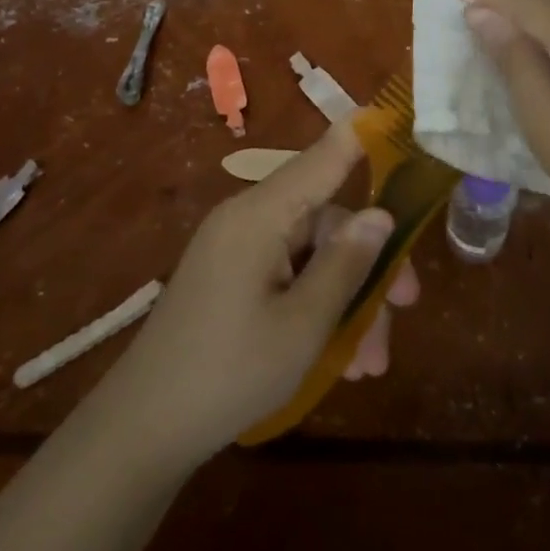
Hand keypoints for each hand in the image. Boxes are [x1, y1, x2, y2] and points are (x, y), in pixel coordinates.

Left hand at [100, 120, 418, 471]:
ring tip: (368, 364)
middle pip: (326, 220)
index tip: (399, 118)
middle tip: (407, 308)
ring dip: (347, 300)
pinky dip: (316, 307)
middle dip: (369, 265)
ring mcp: (236, 249)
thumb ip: (346, 264)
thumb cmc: (229, 373)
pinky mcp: (230, 278)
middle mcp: (248, 219)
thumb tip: (380, 214)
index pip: (323, 157)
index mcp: (261, 215)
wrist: (142, 431)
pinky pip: (287, 275)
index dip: (363, 138)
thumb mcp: (304, 325)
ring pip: (312, 256)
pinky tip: (339, 360)